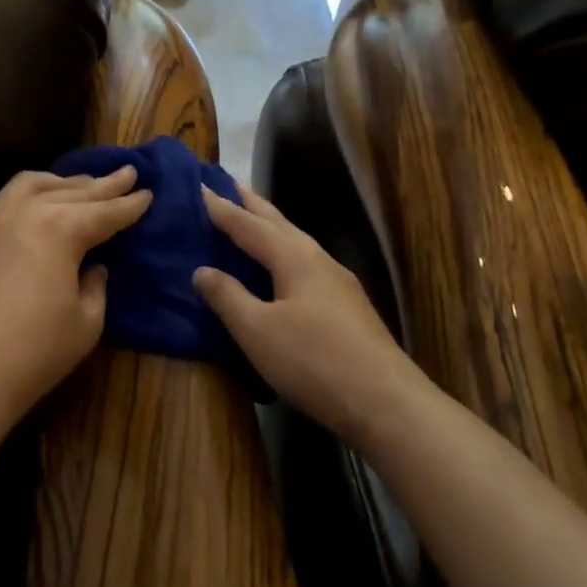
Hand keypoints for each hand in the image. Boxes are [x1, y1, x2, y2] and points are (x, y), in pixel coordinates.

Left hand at [0, 167, 151, 420]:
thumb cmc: (35, 350)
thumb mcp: (86, 322)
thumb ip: (95, 287)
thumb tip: (93, 268)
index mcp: (61, 228)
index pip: (105, 212)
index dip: (129, 205)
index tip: (148, 193)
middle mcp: (27, 212)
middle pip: (73, 191)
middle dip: (103, 184)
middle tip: (127, 174)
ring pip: (33, 184)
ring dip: (63, 181)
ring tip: (83, 183)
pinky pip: (8, 201)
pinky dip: (33, 193)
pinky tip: (39, 203)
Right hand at [193, 185, 421, 446]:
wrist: (386, 402)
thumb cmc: (314, 361)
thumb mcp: (258, 331)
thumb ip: (228, 297)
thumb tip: (201, 270)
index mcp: (294, 258)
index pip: (249, 225)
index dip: (222, 208)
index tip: (199, 187)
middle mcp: (318, 260)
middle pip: (279, 223)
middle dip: (252, 204)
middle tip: (229, 183)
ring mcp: (338, 282)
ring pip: (296, 242)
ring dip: (271, 226)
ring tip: (252, 218)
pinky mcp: (348, 306)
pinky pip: (306, 262)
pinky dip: (284, 251)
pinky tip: (283, 268)